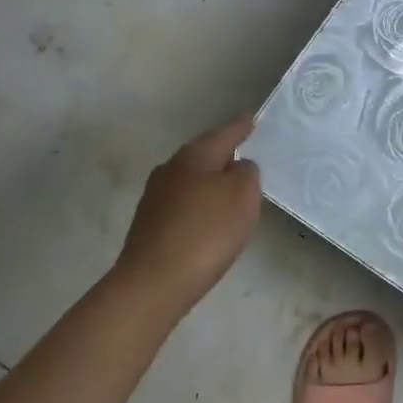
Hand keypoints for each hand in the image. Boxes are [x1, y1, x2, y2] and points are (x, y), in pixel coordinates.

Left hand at [113, 116, 262, 315]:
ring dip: (211, 183)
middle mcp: (170, 169)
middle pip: (204, 155)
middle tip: (247, 155)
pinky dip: (200, 206)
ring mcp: (155, 198)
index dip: (241, 127)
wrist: (153, 284)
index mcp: (194, 156)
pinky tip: (210, 221)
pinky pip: (184, 205)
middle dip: (224, 155)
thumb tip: (238, 168)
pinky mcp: (149, 226)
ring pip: (192, 180)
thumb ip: (247, 173)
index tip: (252, 118)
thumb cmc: (205, 232)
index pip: (224, 133)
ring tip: (232, 191)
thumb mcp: (243, 195)